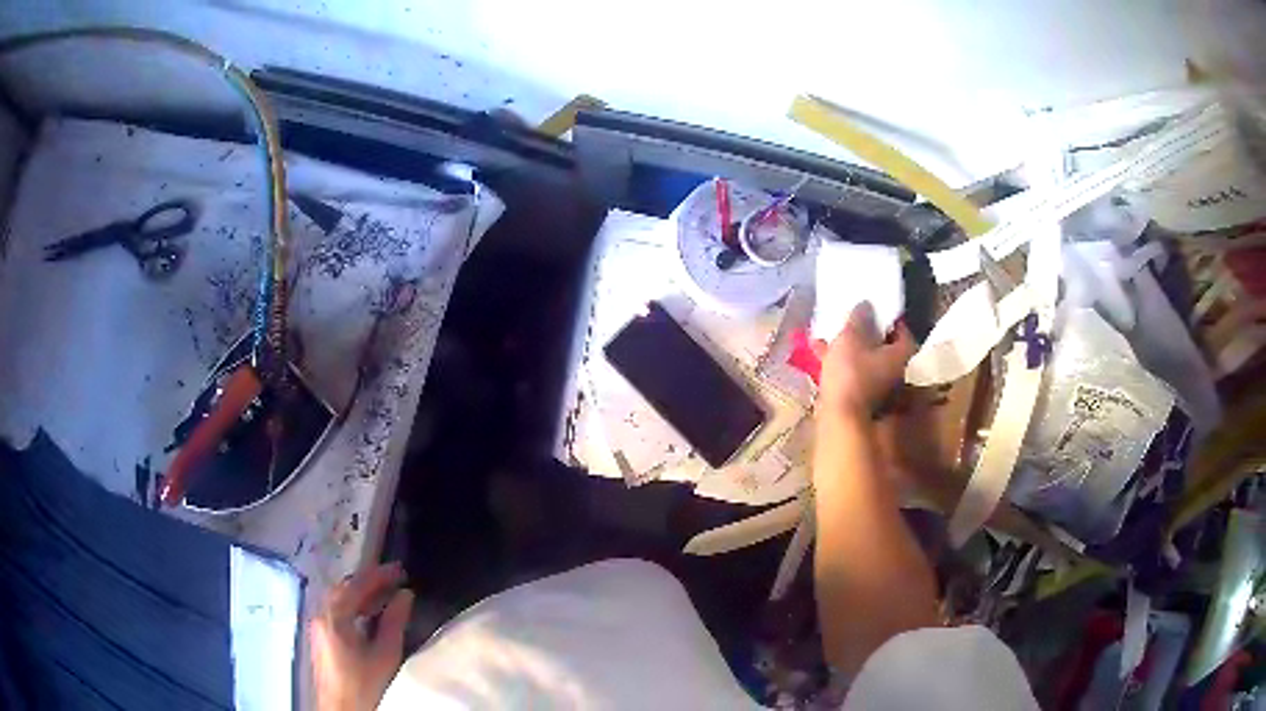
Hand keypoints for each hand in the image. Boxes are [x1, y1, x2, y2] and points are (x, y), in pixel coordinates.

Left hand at [311, 563, 414, 710]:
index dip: (379, 575)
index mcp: (334, 617)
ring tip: (385, 592)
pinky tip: (368, 611)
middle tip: (394, 577)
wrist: (341, 708)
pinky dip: (353, 604)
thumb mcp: (385, 654)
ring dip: (360, 591)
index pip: (356, 585)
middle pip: (344, 587)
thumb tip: (405, 595)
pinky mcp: (320, 634)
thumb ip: (394, 622)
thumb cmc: (365, 684)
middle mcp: (321, 614)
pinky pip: (336, 608)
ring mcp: (318, 624)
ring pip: (339, 597)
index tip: (400, 569)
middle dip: (368, 580)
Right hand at [812, 302, 914, 419]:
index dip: (892, 320)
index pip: (904, 333)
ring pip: (866, 361)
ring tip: (831, 336)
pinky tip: (821, 355)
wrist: (839, 418)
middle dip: (869, 334)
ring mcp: (877, 388)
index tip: (878, 310)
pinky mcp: (859, 398)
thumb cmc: (851, 373)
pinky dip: (841, 364)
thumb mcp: (852, 337)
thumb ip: (859, 318)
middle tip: (853, 321)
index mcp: (899, 355)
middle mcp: (894, 372)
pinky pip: (852, 373)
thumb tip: (867, 304)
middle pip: (885, 348)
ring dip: (851, 348)